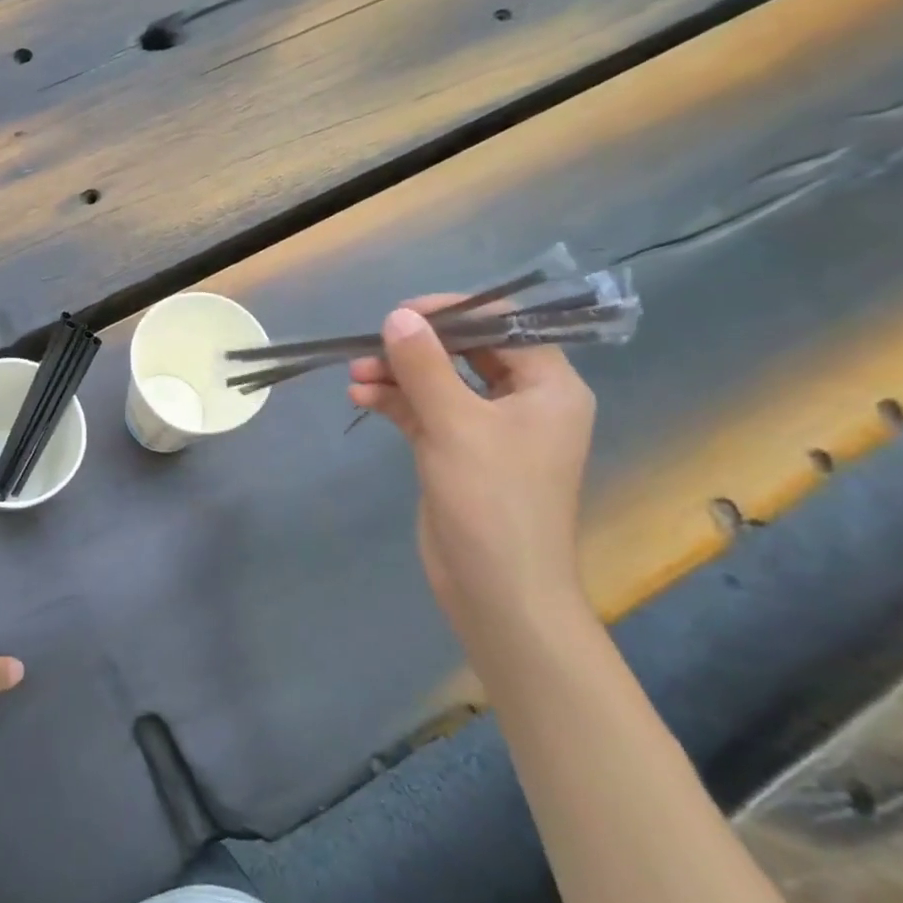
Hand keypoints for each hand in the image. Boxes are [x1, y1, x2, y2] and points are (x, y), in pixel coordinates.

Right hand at [349, 300, 597, 651]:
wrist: (497, 588)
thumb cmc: (492, 499)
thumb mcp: (455, 424)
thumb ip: (424, 365)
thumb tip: (396, 316)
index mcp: (548, 386)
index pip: (504, 325)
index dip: (453, 313)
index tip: (401, 314)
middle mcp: (523, 400)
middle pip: (467, 352)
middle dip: (416, 347)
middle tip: (370, 346)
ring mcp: (489, 428)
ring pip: (440, 382)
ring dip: (398, 375)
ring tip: (354, 374)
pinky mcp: (458, 451)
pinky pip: (425, 411)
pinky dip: (395, 401)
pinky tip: (361, 397)